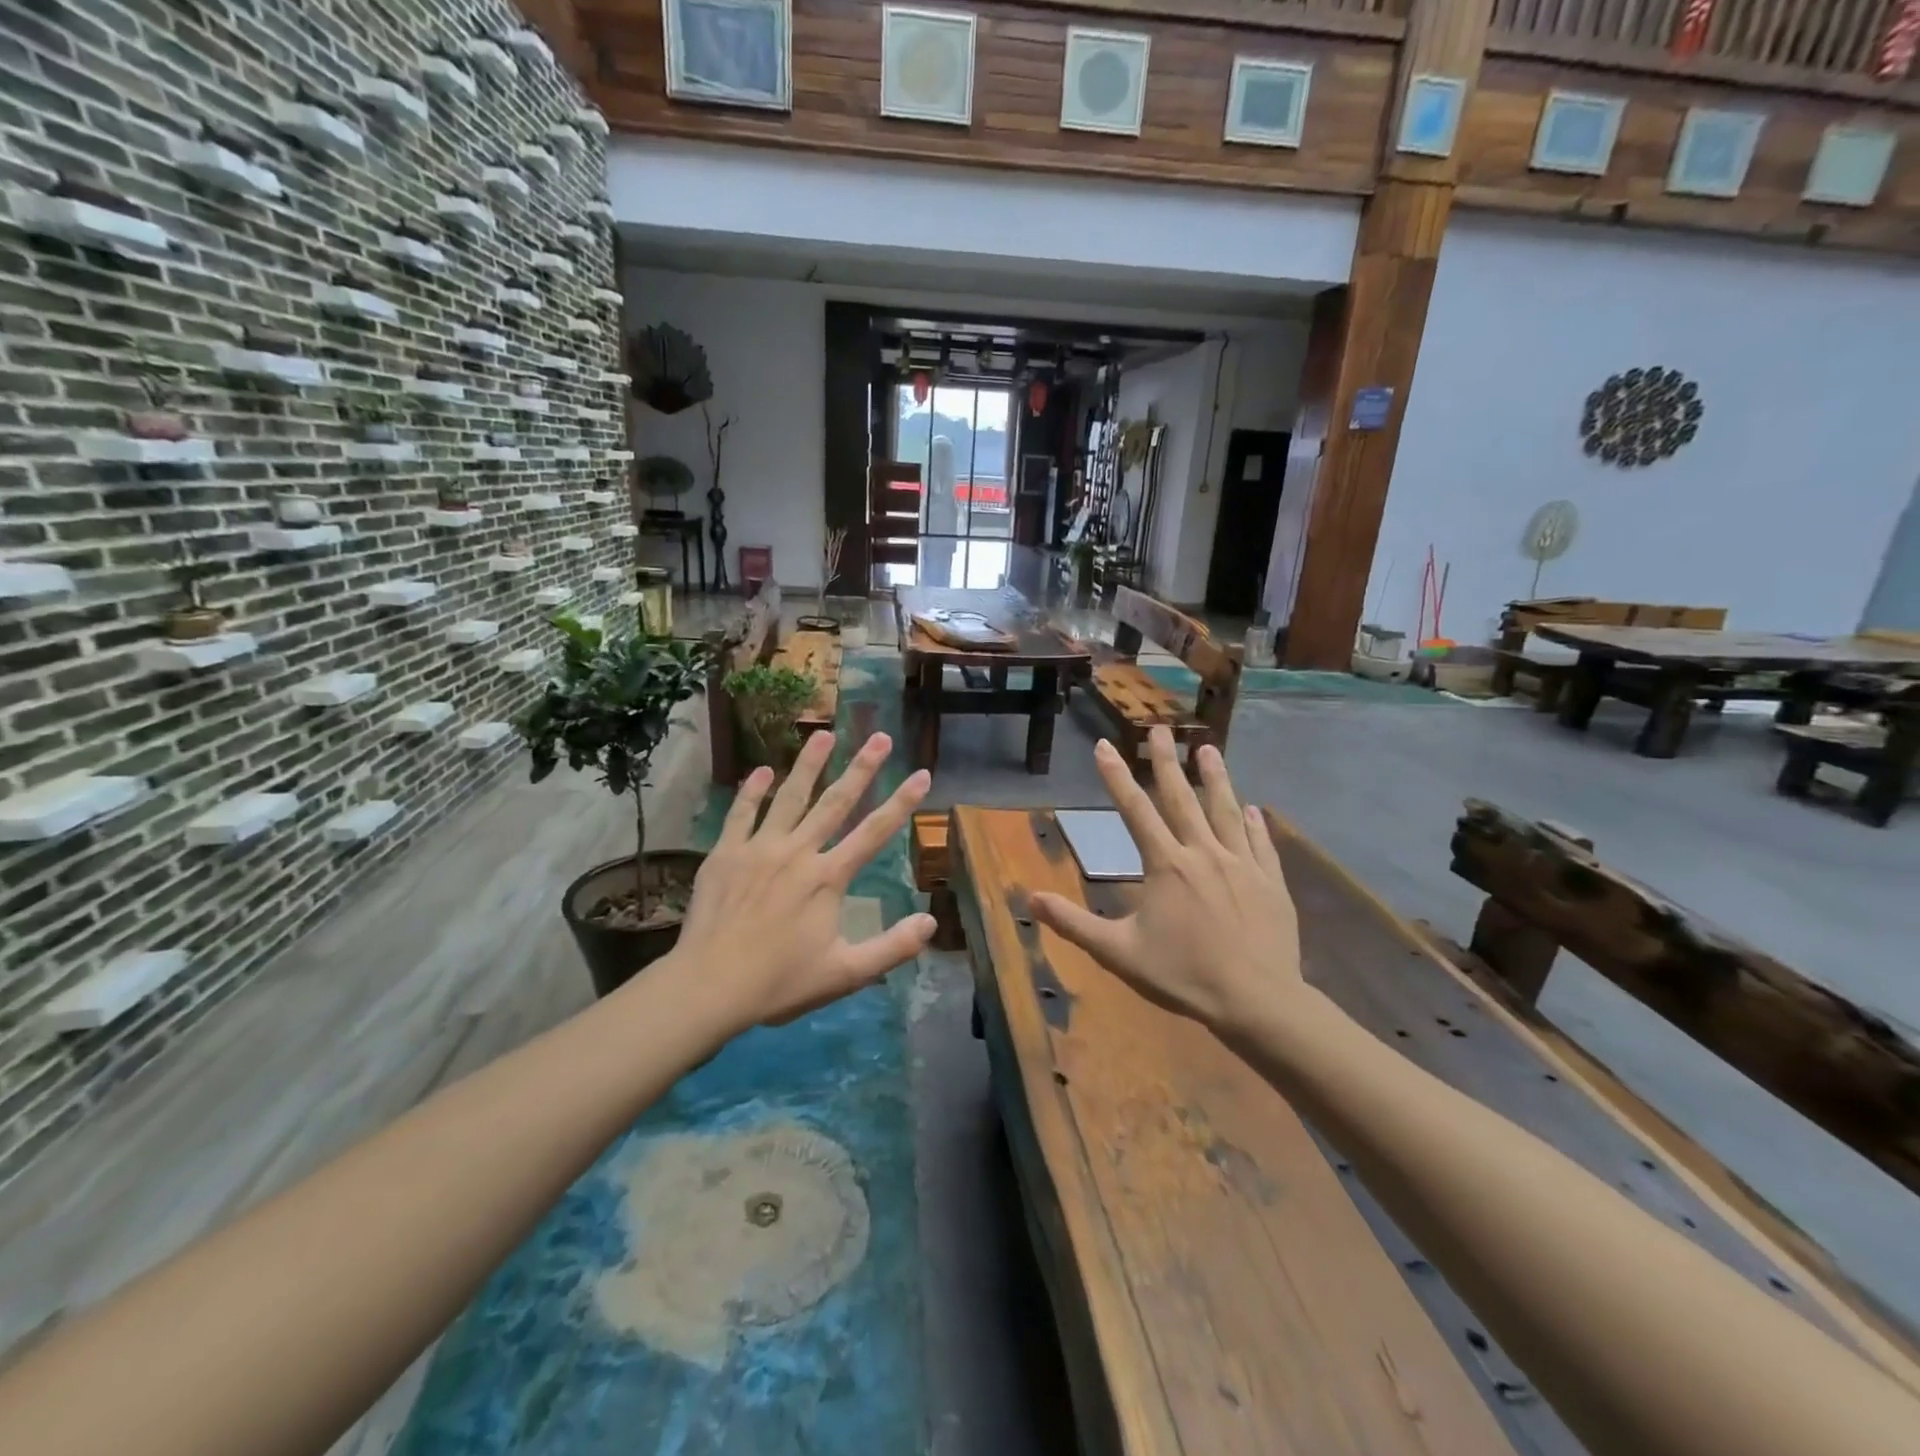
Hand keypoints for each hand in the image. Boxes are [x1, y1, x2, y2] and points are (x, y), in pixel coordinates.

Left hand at [658, 730, 935, 1035]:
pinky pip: (741, 814)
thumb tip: (931, 923)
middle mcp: (798, 852)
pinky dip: (752, 791)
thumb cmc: (780, 981)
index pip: (874, 832)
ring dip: (808, 765)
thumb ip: (892, 948)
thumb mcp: (845, 973)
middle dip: (861, 768)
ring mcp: (759, 849)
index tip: (921, 773)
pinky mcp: (726, 854)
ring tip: (824, 734)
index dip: (902, 802)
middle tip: (879, 736)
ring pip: (789, 797)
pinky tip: (762, 770)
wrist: (710, 985)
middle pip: (836, 802)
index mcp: (828, 877)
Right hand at [1029, 729, 1303, 1035]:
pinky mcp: (1271, 882)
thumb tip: (1030, 898)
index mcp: (1165, 865)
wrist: (1257, 1001)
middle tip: (1161, 729)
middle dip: (1167, 762)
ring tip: (1208, 749)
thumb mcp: (1118, 953)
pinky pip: (1262, 844)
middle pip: (1182, 798)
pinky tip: (1255, 808)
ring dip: (1215, 778)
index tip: (1104, 744)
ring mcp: (1242, 864)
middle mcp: (1203, 853)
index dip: (1116, 776)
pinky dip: (1256, 823)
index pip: (1134, 810)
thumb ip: (1074, 923)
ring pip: (1226, 811)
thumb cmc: (1183, 976)